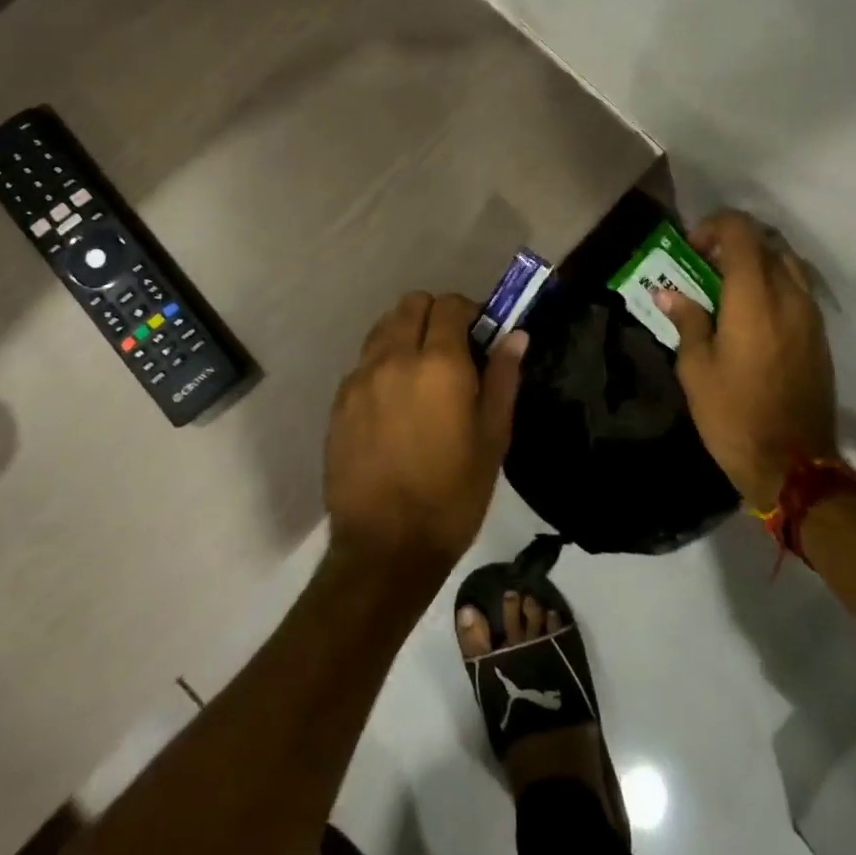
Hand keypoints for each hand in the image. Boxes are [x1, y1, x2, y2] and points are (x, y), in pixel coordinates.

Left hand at [325, 292, 525, 579]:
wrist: (385, 549)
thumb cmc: (452, 496)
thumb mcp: (492, 439)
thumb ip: (503, 378)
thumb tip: (516, 335)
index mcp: (439, 365)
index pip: (449, 305)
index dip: (468, 312)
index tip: (479, 337)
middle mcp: (394, 359)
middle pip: (411, 304)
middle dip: (435, 316)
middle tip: (452, 351)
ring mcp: (360, 379)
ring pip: (383, 328)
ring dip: (406, 334)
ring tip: (421, 373)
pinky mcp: (339, 402)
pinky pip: (364, 361)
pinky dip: (382, 363)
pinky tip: (394, 402)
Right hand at [653, 211, 837, 511]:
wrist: (794, 465)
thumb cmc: (733, 414)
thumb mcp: (696, 368)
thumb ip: (687, 320)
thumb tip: (670, 294)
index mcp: (754, 296)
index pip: (741, 232)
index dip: (714, 227)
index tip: (692, 250)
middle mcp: (789, 295)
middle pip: (767, 243)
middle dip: (733, 244)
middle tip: (705, 268)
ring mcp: (811, 316)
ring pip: (788, 264)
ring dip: (758, 263)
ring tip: (730, 289)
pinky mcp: (820, 337)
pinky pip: (799, 290)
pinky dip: (775, 285)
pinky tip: (753, 315)